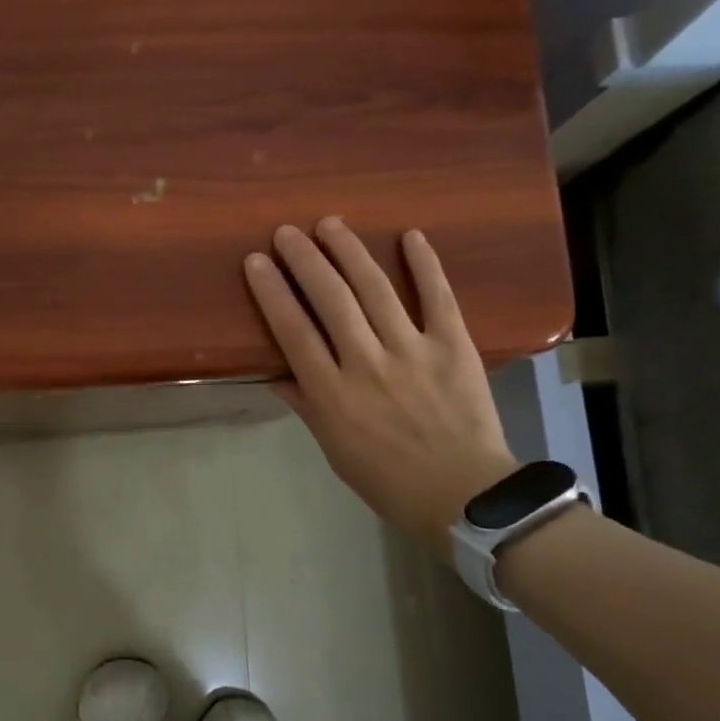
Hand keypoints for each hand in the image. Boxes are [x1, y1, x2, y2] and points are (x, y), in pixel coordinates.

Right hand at [244, 217, 518, 541]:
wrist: (463, 496)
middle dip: (305, 260)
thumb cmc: (388, 480)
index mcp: (332, 394)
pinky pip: (437, 297)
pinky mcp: (453, 346)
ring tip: (330, 224)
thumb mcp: (333, 449)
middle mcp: (366, 364)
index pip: (293, 331)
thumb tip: (274, 373)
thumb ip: (305, 405)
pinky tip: (410, 235)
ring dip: (350, 251)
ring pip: (375, 289)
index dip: (272, 292)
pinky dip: (425, 264)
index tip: (256, 261)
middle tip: (287, 231)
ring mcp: (412, 351)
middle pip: (330, 300)